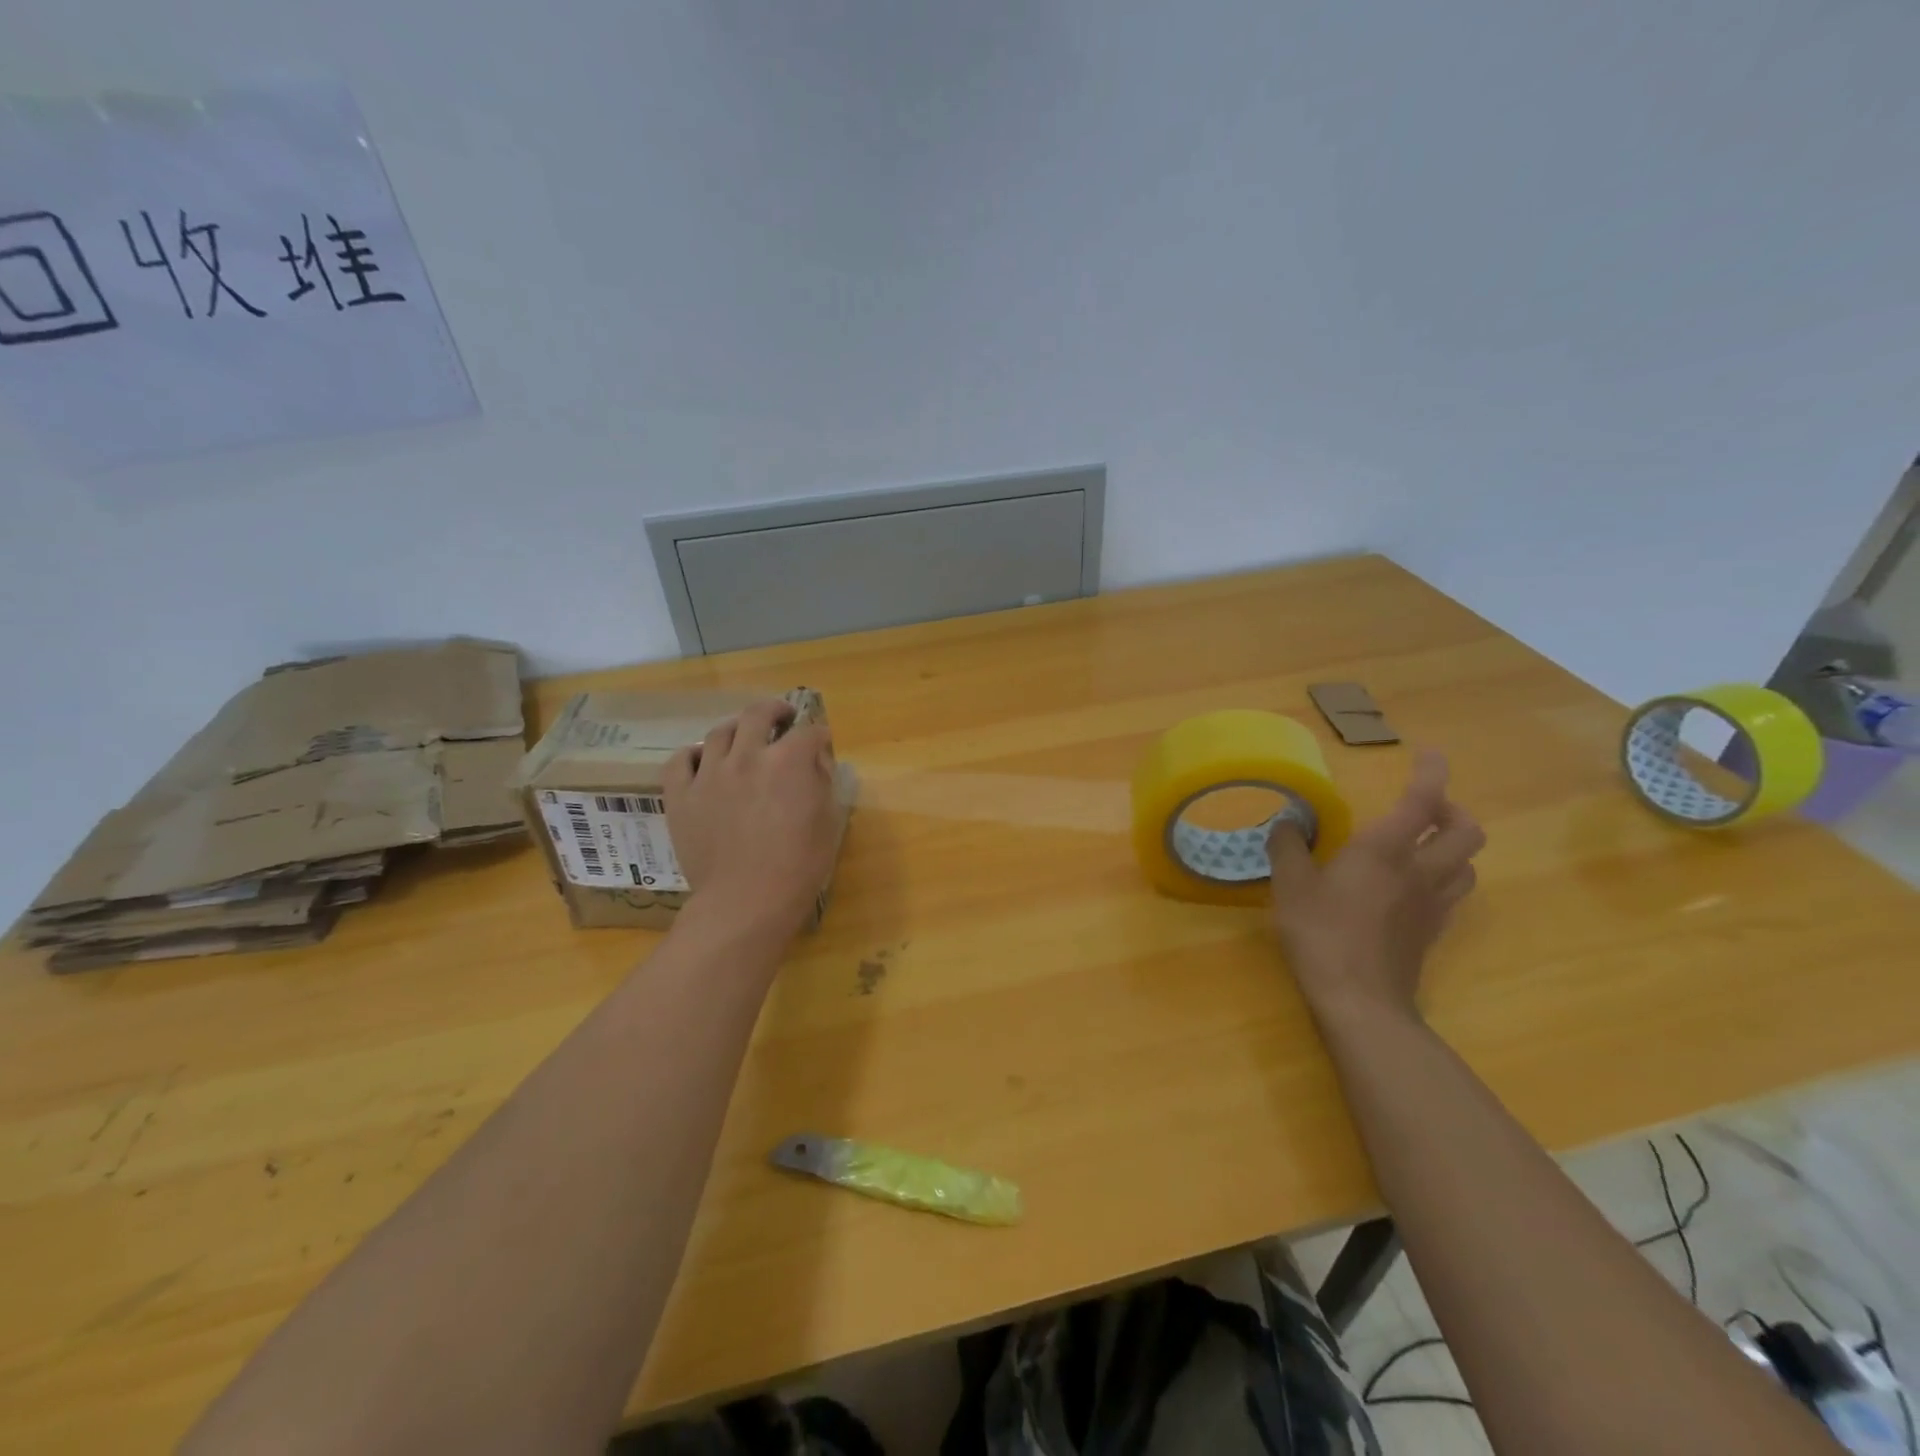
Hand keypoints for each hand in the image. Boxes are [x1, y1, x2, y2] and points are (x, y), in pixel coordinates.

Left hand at [663, 700, 840, 940]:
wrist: (746, 902)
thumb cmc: (798, 867)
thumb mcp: (828, 821)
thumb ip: (822, 782)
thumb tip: (815, 761)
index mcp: (789, 761)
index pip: (809, 732)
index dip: (819, 736)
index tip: (821, 744)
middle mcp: (747, 755)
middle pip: (759, 713)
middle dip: (776, 711)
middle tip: (782, 718)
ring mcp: (709, 773)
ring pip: (720, 732)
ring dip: (737, 729)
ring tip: (743, 738)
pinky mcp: (681, 795)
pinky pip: (680, 760)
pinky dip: (694, 755)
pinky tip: (703, 761)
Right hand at [1267, 751, 1483, 1026]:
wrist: (1360, 999)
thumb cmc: (1322, 933)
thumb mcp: (1291, 885)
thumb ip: (1288, 848)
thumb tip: (1287, 822)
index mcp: (1384, 850)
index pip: (1421, 801)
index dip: (1431, 773)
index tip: (1430, 754)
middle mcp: (1419, 870)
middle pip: (1466, 832)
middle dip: (1453, 811)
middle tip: (1425, 809)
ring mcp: (1432, 904)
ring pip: (1467, 865)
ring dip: (1453, 847)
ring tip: (1425, 846)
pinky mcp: (1432, 932)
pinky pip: (1452, 894)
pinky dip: (1443, 879)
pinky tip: (1415, 887)